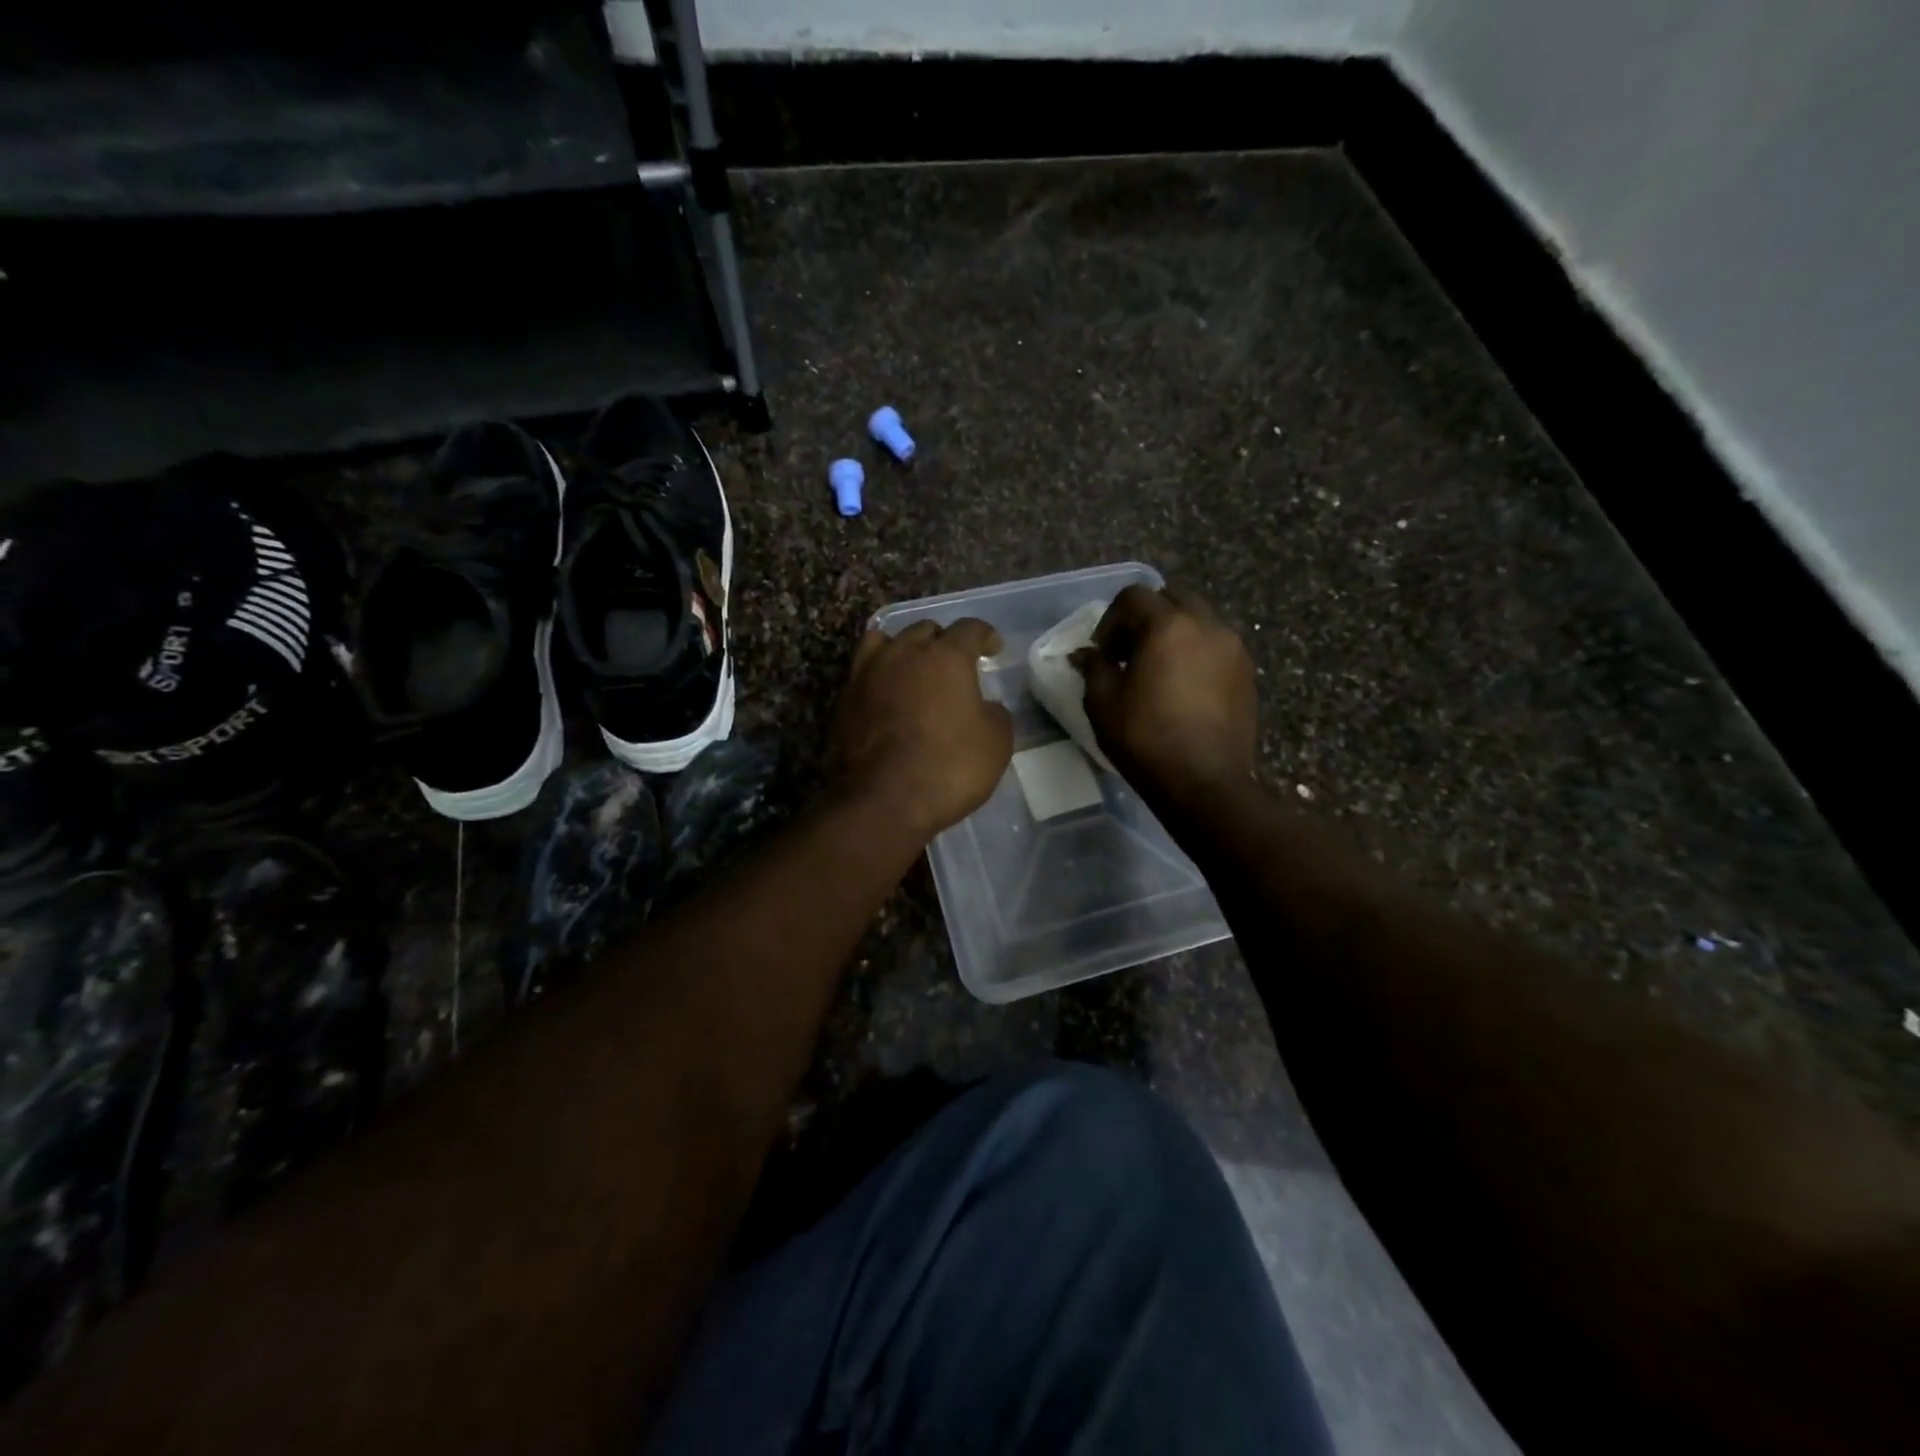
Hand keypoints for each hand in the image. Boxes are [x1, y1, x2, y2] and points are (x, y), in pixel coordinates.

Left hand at [829, 618, 1014, 842]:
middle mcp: (903, 654)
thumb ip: (995, 714)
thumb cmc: (947, 767)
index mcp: (946, 657)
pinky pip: (864, 671)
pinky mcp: (844, 700)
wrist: (880, 800)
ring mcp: (868, 674)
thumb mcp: (995, 743)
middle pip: (924, 630)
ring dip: (904, 648)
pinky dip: (879, 674)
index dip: (985, 635)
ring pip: (886, 641)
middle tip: (954, 663)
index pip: (969, 629)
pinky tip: (887, 693)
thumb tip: (985, 707)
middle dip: (943, 640)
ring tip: (912, 666)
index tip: (993, 649)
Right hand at [1075, 585, 1257, 807]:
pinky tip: (1183, 687)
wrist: (1205, 783)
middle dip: (1146, 617)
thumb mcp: (1103, 704)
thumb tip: (1086, 654)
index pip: (1134, 596)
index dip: (1111, 619)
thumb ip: (1094, 668)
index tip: (1103, 652)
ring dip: (1174, 633)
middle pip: (1172, 598)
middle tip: (1129, 653)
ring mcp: (1233, 648)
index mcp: (1168, 626)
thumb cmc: (1146, 741)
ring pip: (1199, 620)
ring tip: (1158, 670)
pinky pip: (1216, 645)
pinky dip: (1196, 652)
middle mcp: (1206, 625)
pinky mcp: (1247, 672)